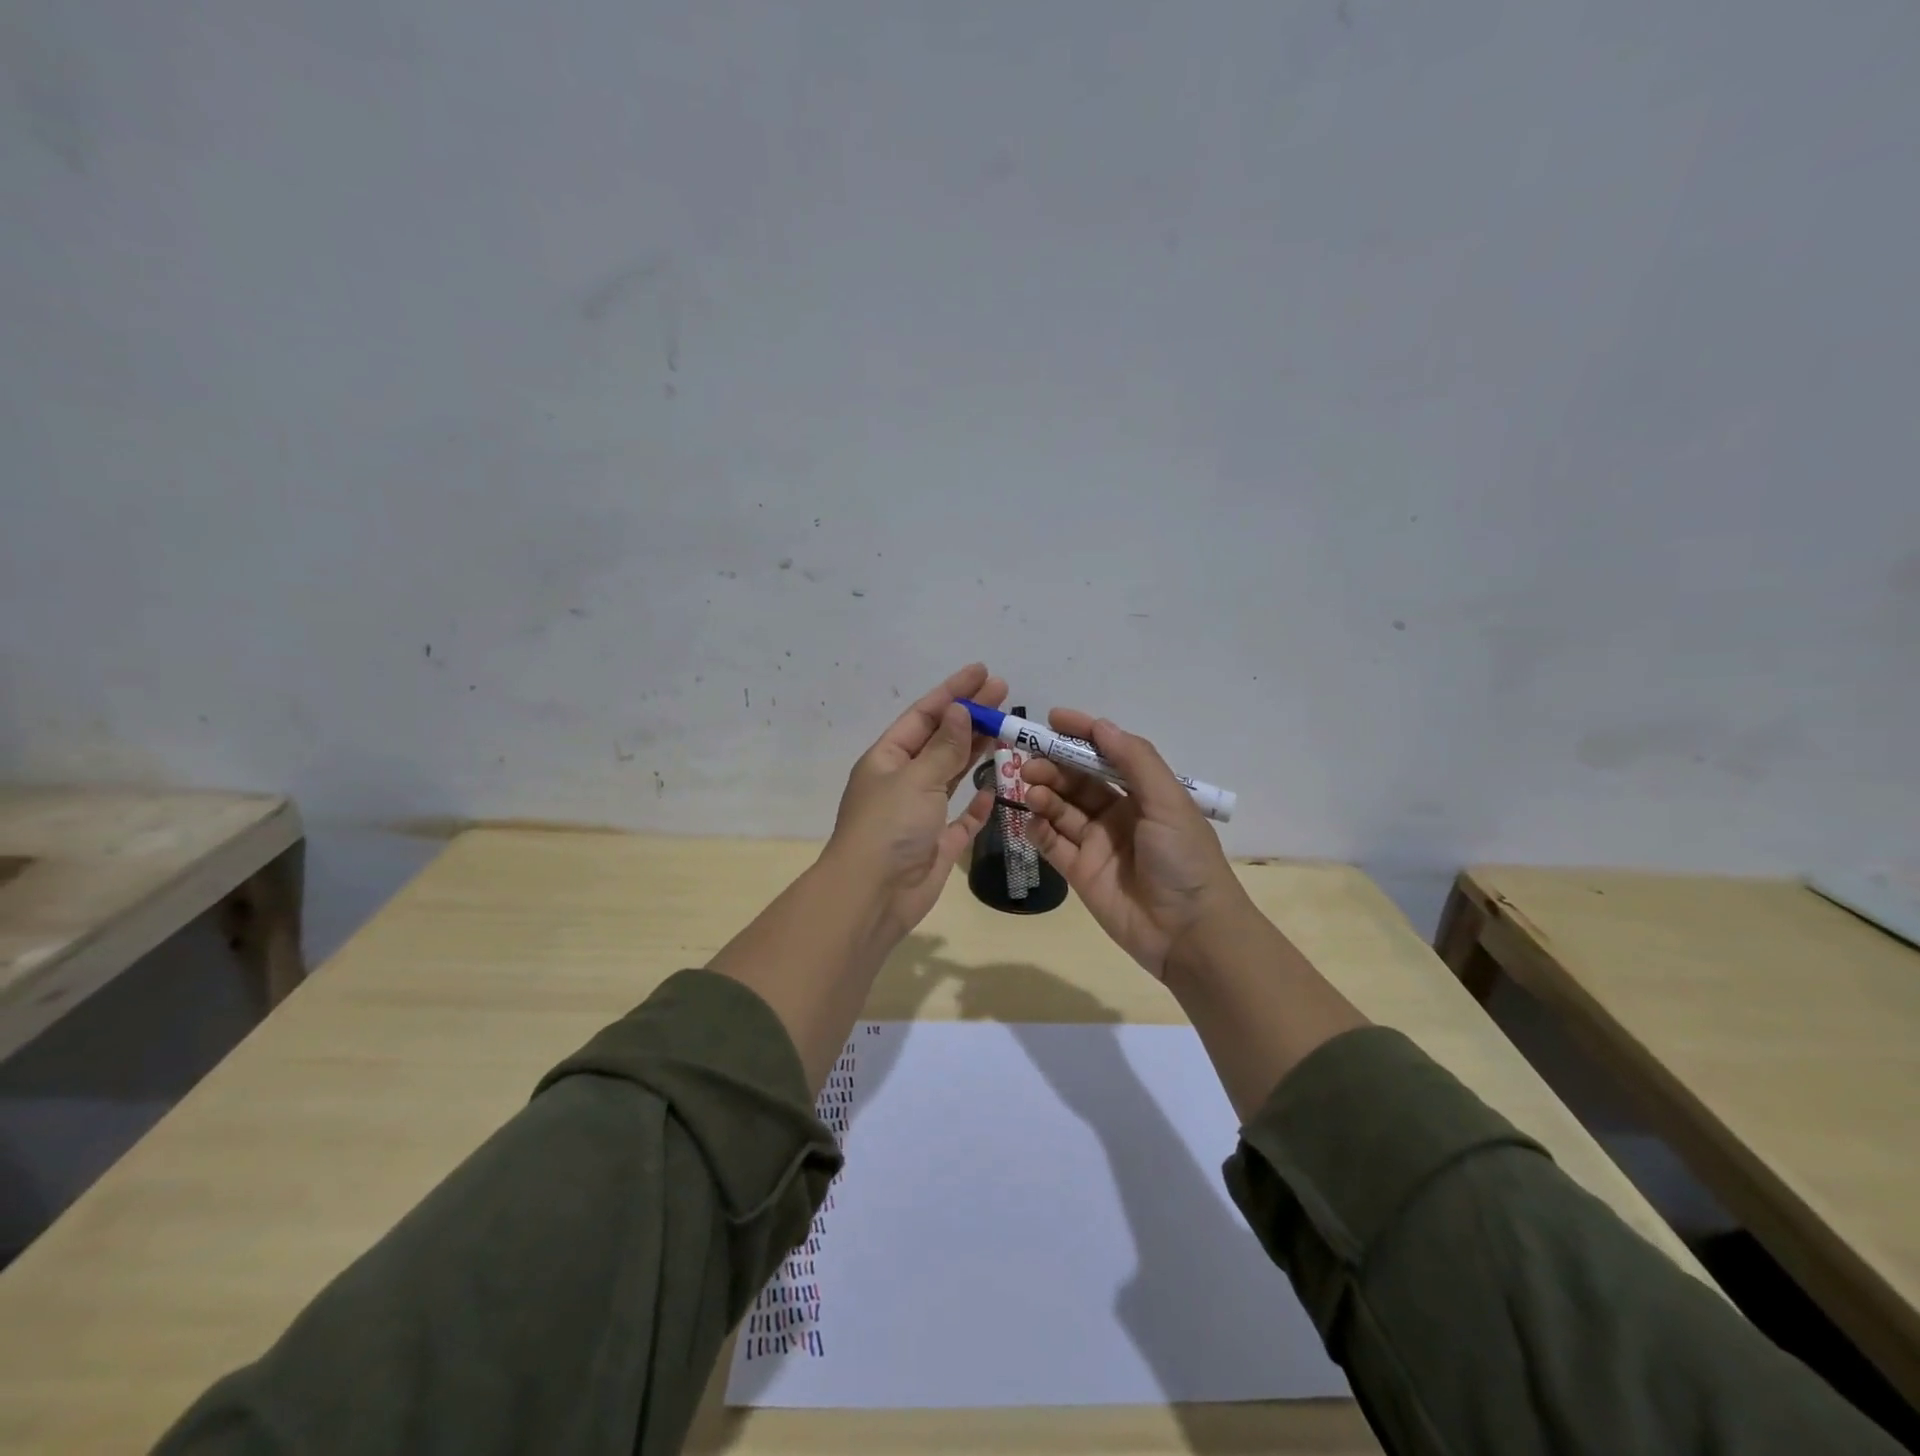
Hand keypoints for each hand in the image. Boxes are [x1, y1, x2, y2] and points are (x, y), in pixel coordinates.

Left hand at [822, 663, 1006, 938]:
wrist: (873, 896)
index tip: (983, 672)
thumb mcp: (917, 779)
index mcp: (888, 759)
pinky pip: (962, 818)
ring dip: (976, 752)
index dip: (953, 691)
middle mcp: (903, 781)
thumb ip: (944, 747)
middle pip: (941, 741)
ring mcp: (920, 813)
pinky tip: (994, 788)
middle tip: (1005, 694)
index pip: (924, 715)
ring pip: (952, 774)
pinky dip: (977, 804)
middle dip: (971, 716)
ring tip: (1006, 729)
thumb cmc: (889, 827)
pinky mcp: (938, 844)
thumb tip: (959, 709)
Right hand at [1021, 712, 1248, 978]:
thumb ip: (1134, 760)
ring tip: (1029, 789)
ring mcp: (1097, 844)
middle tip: (1028, 762)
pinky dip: (1038, 829)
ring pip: (1061, 809)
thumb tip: (1101, 726)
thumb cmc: (1184, 859)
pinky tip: (1031, 819)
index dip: (1081, 734)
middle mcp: (1119, 814)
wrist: (1189, 933)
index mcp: (1145, 793)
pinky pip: (1052, 843)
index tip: (1052, 719)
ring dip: (1043, 794)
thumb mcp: (1168, 802)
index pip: (1107, 754)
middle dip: (1053, 766)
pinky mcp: (1080, 872)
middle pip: (1078, 781)